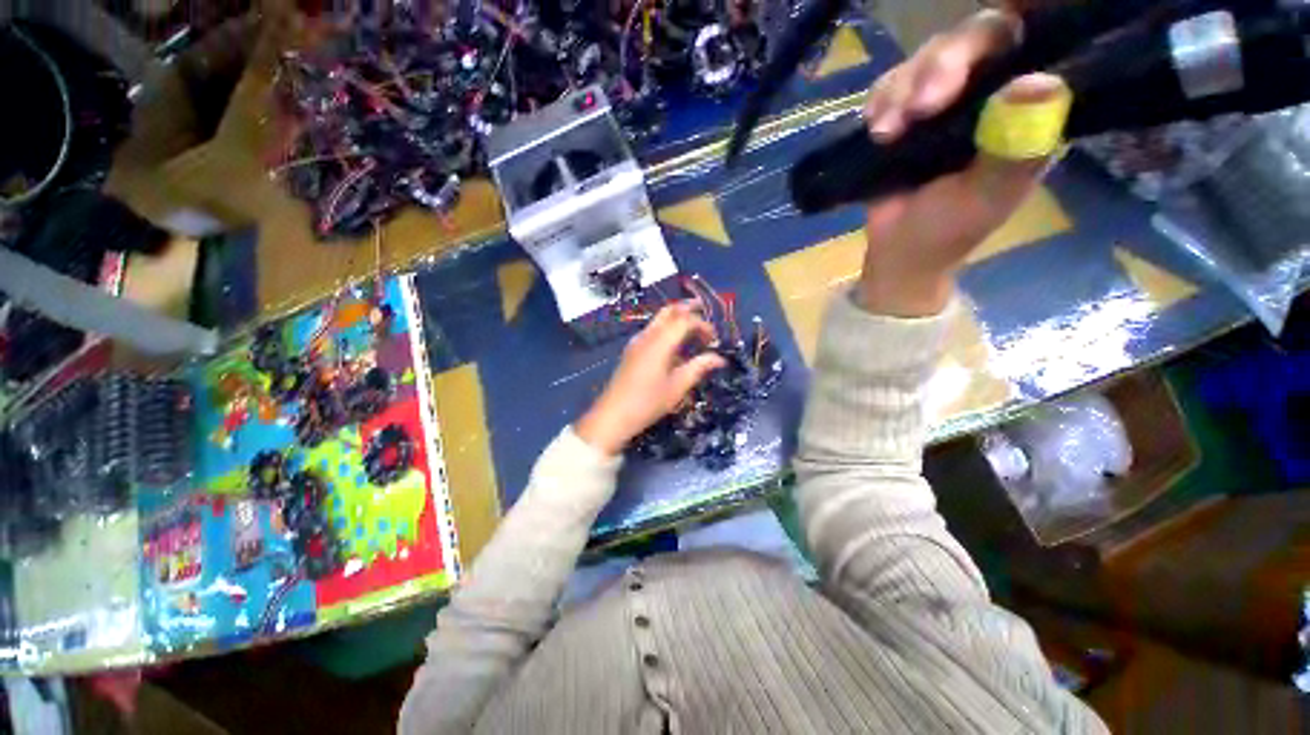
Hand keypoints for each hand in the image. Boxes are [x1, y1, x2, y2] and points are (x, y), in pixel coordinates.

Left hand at [576, 304, 726, 455]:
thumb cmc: (648, 402)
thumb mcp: (677, 387)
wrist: (613, 415)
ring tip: (693, 330)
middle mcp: (647, 336)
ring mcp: (637, 342)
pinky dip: (667, 328)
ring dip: (677, 318)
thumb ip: (698, 368)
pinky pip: (652, 330)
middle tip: (705, 312)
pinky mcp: (632, 350)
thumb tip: (719, 359)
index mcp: (660, 342)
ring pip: (659, 319)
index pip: (685, 320)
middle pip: (669, 311)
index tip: (714, 339)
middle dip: (688, 308)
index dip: (703, 325)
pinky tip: (675, 345)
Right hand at [859, 9, 1068, 316]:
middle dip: (937, 67)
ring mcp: (947, 100)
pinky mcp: (907, 112)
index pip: (1022, 47)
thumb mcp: (986, 195)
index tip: (950, 82)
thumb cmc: (946, 232)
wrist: (896, 252)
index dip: (987, 45)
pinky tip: (875, 129)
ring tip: (884, 134)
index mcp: (1024, 111)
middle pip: (972, 39)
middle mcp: (991, 93)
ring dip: (900, 91)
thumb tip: (1040, 84)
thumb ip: (1014, 147)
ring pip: (927, 57)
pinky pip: (893, 83)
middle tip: (915, 111)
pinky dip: (880, 101)